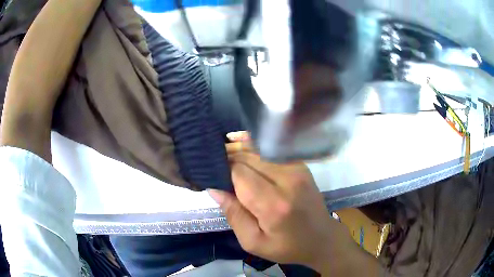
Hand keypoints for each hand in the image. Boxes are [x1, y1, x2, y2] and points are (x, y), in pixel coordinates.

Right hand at [209, 136, 353, 271]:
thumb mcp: (253, 242)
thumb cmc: (287, 246)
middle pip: (248, 157)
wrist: (322, 238)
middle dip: (229, 158)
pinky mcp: (301, 165)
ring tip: (224, 152)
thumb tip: (214, 189)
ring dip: (240, 150)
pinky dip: (254, 146)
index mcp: (274, 204)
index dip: (223, 170)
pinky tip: (242, 146)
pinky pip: (272, 149)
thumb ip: (233, 215)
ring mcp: (297, 169)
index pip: (239, 173)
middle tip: (214, 164)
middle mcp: (287, 180)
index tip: (213, 174)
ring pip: (259, 149)